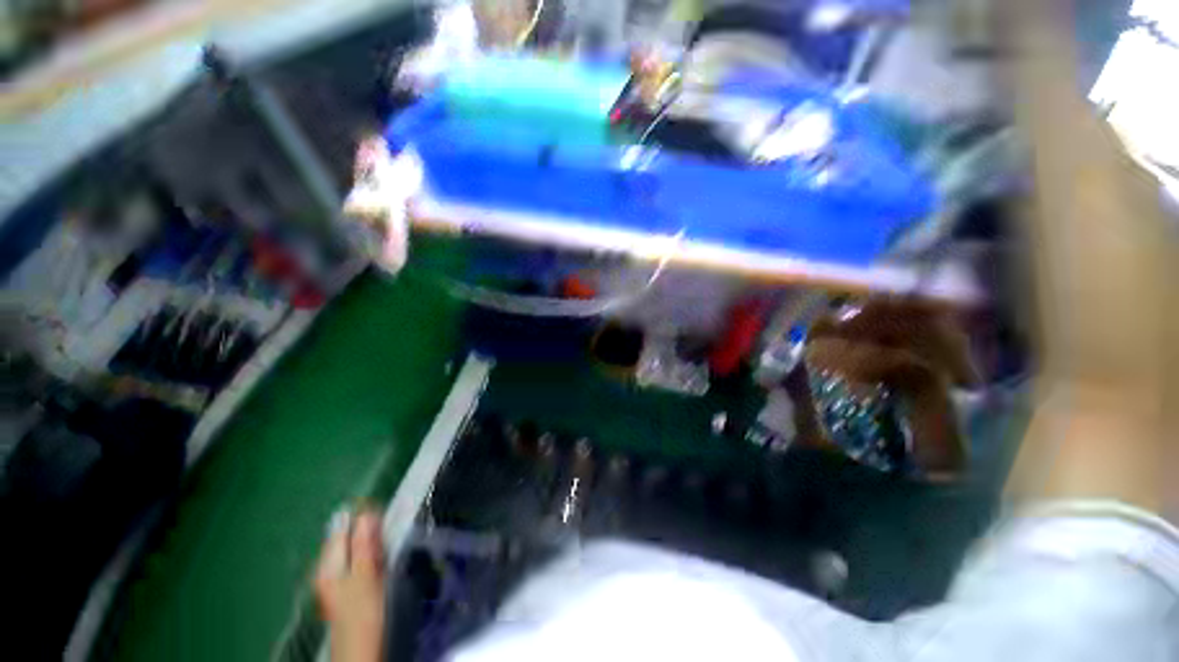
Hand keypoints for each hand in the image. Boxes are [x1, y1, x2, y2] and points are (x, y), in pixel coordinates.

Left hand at [315, 509, 386, 661]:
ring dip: (371, 540)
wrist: (360, 649)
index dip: (361, 515)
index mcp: (328, 564)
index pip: (341, 528)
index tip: (383, 508)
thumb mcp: (365, 576)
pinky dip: (371, 553)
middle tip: (388, 525)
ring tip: (387, 538)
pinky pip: (359, 559)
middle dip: (367, 528)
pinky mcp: (349, 585)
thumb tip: (365, 513)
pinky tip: (381, 556)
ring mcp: (337, 577)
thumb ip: (364, 545)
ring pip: (354, 547)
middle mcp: (328, 567)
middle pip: (347, 537)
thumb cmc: (362, 611)